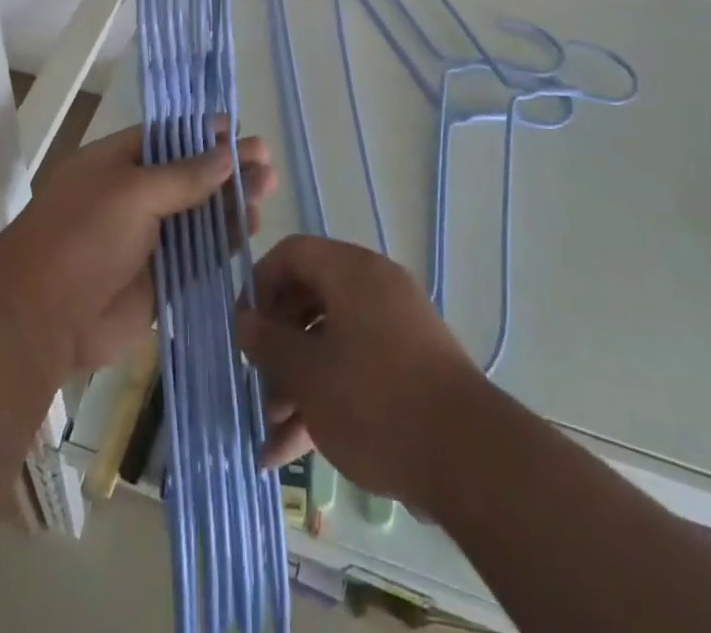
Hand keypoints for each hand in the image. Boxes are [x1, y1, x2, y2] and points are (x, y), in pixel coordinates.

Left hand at [0, 123, 274, 375]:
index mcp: (116, 163)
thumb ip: (184, 175)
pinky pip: (198, 256)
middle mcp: (134, 196)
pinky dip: (223, 242)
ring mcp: (147, 239)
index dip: (203, 133)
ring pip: (198, 215)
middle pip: (189, 175)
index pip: (167, 137)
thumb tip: (227, 154)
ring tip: (267, 191)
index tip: (239, 129)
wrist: (40, 320)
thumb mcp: (133, 192)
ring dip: (231, 202)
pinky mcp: (159, 280)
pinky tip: (249, 228)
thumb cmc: (82, 237)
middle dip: (227, 167)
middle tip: (267, 163)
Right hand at [236, 236, 480, 506]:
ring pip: (330, 340)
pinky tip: (292, 451)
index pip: (292, 253)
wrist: (468, 457)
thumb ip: (269, 343)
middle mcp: (374, 287)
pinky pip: (356, 367)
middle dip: (277, 345)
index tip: (241, 328)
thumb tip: (244, 321)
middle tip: (256, 383)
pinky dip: (326, 397)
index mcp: (351, 271)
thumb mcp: (308, 374)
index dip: (259, 284)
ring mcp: (395, 327)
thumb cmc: (375, 400)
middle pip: (309, 298)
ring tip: (269, 433)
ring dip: (296, 382)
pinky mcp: (409, 367)